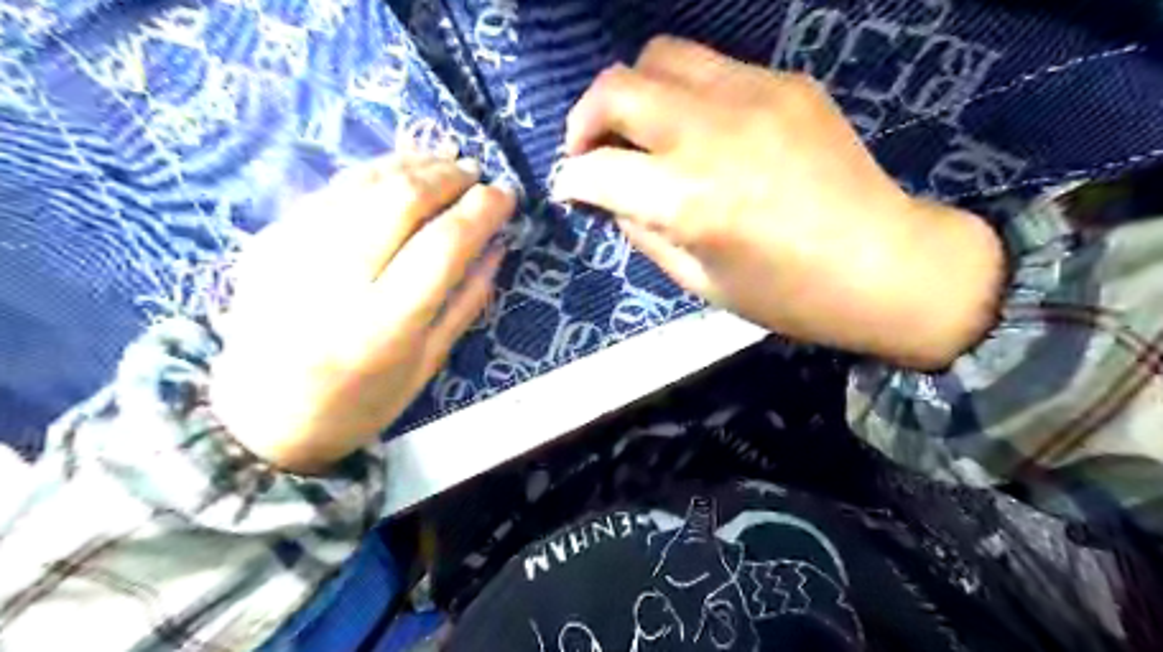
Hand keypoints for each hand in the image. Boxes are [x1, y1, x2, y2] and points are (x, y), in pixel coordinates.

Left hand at [209, 157, 517, 472]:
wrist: (261, 417)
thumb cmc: (360, 403)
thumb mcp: (428, 363)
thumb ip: (467, 301)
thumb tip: (497, 245)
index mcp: (382, 326)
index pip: (443, 246)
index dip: (481, 211)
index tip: (506, 195)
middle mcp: (335, 282)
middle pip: (400, 201)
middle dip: (448, 177)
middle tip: (475, 173)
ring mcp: (293, 254)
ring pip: (363, 184)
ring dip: (413, 165)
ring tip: (446, 162)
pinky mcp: (269, 240)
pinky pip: (331, 190)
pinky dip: (373, 173)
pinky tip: (399, 172)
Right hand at [550, 37, 1000, 369]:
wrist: (885, 263)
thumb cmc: (786, 295)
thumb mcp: (697, 282)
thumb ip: (643, 232)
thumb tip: (611, 197)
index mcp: (690, 202)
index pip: (597, 169)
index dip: (570, 179)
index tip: (570, 188)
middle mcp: (713, 136)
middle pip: (616, 89)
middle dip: (583, 119)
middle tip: (590, 149)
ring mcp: (754, 97)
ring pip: (659, 57)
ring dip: (632, 93)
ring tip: (640, 130)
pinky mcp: (785, 83)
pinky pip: (710, 68)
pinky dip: (683, 94)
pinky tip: (697, 129)